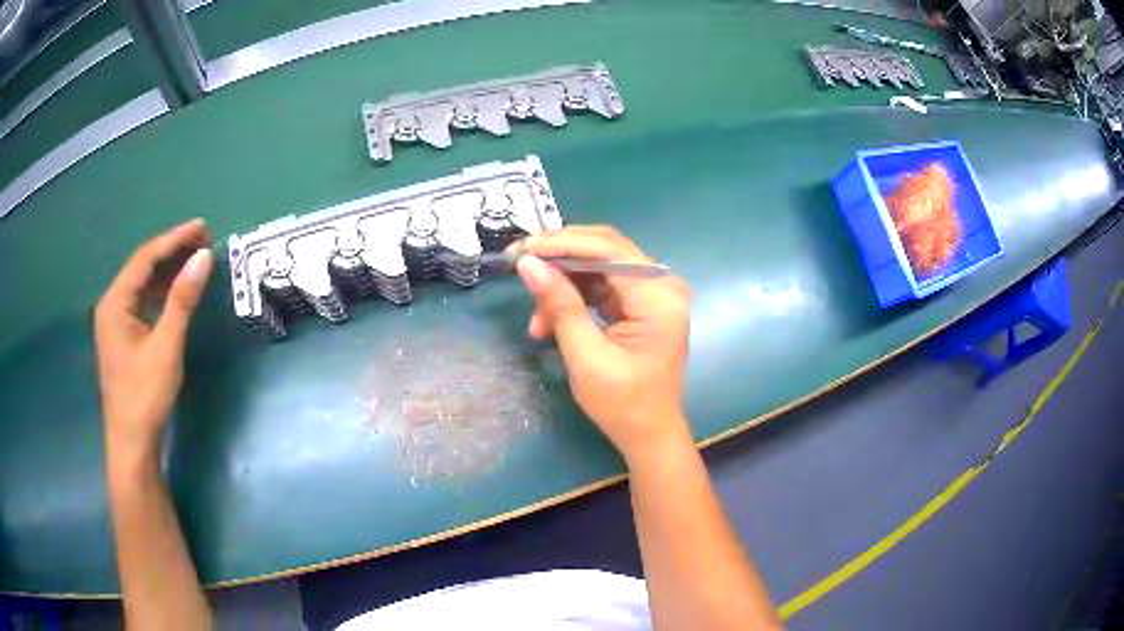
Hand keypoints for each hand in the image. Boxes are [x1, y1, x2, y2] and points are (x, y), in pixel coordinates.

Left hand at [94, 219, 213, 458]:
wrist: (132, 443)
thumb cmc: (145, 396)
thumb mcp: (166, 346)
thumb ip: (182, 300)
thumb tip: (203, 257)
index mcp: (115, 302)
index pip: (145, 258)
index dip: (174, 239)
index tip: (203, 228)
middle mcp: (111, 305)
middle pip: (142, 267)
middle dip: (172, 251)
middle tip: (203, 240)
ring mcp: (115, 321)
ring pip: (142, 284)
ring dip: (167, 271)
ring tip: (194, 260)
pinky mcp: (122, 336)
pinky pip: (141, 302)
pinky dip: (160, 292)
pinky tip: (176, 291)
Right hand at [512, 225, 691, 461]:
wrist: (650, 435)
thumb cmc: (623, 404)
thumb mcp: (586, 356)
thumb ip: (560, 304)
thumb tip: (528, 263)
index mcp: (658, 295)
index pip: (607, 249)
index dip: (561, 244)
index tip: (520, 249)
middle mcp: (662, 284)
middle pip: (605, 250)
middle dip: (559, 259)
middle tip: (520, 267)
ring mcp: (655, 292)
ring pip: (600, 266)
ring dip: (564, 284)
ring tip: (537, 319)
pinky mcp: (643, 304)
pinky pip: (603, 285)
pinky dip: (575, 297)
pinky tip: (550, 320)